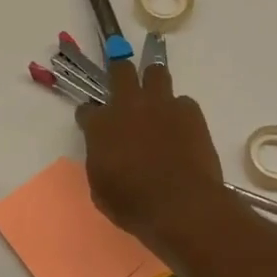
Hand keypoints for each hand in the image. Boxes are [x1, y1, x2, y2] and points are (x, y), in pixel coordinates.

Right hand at [76, 59, 234, 256]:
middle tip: (123, 85)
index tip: (93, 125)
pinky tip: (182, 130)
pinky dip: (180, 112)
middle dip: (119, 73)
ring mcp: (161, 104)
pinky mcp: (190, 111)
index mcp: (100, 126)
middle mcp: (128, 105)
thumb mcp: (101, 189)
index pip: (86, 110)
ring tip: (156, 101)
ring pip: (155, 72)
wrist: (182, 206)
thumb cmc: (134, 205)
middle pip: (121, 70)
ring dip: (153, 83)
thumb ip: (100, 162)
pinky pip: (183, 102)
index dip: (89, 117)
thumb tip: (105, 154)